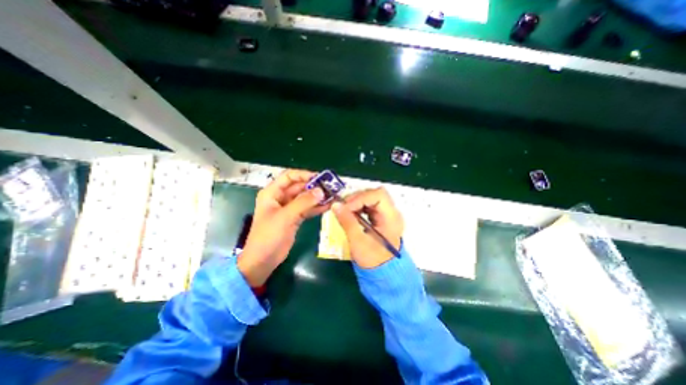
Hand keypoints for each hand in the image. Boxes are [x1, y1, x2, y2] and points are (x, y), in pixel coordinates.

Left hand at [240, 170, 328, 286]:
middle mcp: (281, 198)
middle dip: (314, 187)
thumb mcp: (285, 217)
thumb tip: (321, 191)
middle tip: (331, 188)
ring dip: (317, 197)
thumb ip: (303, 202)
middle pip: (299, 187)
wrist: (263, 260)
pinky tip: (328, 206)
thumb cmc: (268, 235)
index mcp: (272, 193)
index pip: (289, 177)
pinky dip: (316, 207)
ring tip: (333, 196)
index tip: (319, 178)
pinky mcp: (295, 218)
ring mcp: (289, 208)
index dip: (304, 175)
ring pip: (305, 198)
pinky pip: (307, 209)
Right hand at [331, 187, 402, 267]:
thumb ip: (347, 222)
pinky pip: (369, 205)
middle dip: (357, 198)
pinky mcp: (380, 218)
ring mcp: (386, 214)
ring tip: (345, 211)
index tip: (345, 207)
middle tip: (343, 207)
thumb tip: (335, 205)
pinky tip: (351, 214)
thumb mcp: (358, 242)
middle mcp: (392, 212)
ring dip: (357, 202)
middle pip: (374, 194)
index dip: (360, 197)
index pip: (378, 195)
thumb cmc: (373, 260)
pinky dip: (358, 207)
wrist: (384, 274)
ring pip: (371, 198)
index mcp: (391, 218)